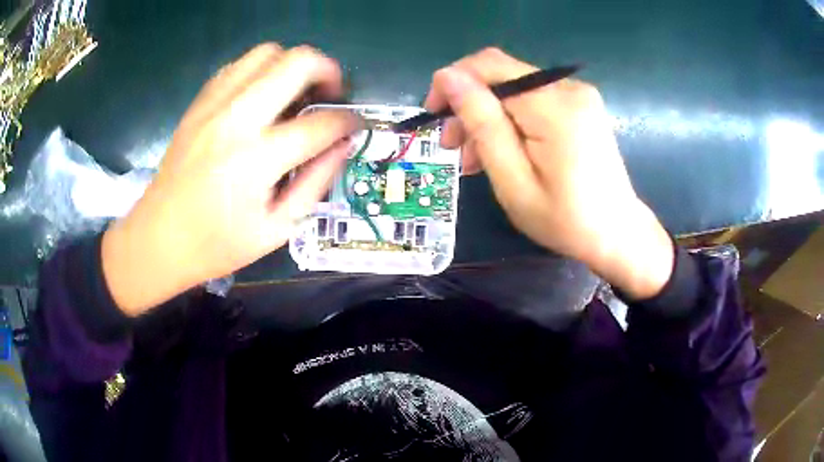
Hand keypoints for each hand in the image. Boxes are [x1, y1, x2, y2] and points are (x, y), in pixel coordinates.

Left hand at [102, 44, 360, 315]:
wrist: (157, 239)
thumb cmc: (216, 245)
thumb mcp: (276, 229)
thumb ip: (316, 183)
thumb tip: (344, 145)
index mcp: (256, 160)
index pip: (320, 124)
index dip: (348, 122)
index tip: (355, 126)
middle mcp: (235, 120)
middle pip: (297, 63)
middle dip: (328, 71)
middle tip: (331, 94)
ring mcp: (213, 106)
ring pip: (266, 52)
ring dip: (292, 64)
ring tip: (296, 91)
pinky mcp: (198, 104)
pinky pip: (238, 65)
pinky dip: (260, 70)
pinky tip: (262, 95)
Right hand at [425, 48, 673, 299]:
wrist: (616, 233)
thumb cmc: (564, 219)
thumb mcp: (513, 180)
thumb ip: (482, 123)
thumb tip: (448, 77)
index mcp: (554, 106)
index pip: (489, 66)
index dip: (453, 81)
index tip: (434, 114)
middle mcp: (568, 88)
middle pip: (501, 76)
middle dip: (469, 104)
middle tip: (453, 146)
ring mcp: (577, 95)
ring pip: (514, 88)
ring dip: (487, 115)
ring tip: (473, 157)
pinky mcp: (580, 105)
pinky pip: (532, 99)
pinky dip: (510, 119)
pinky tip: (502, 149)